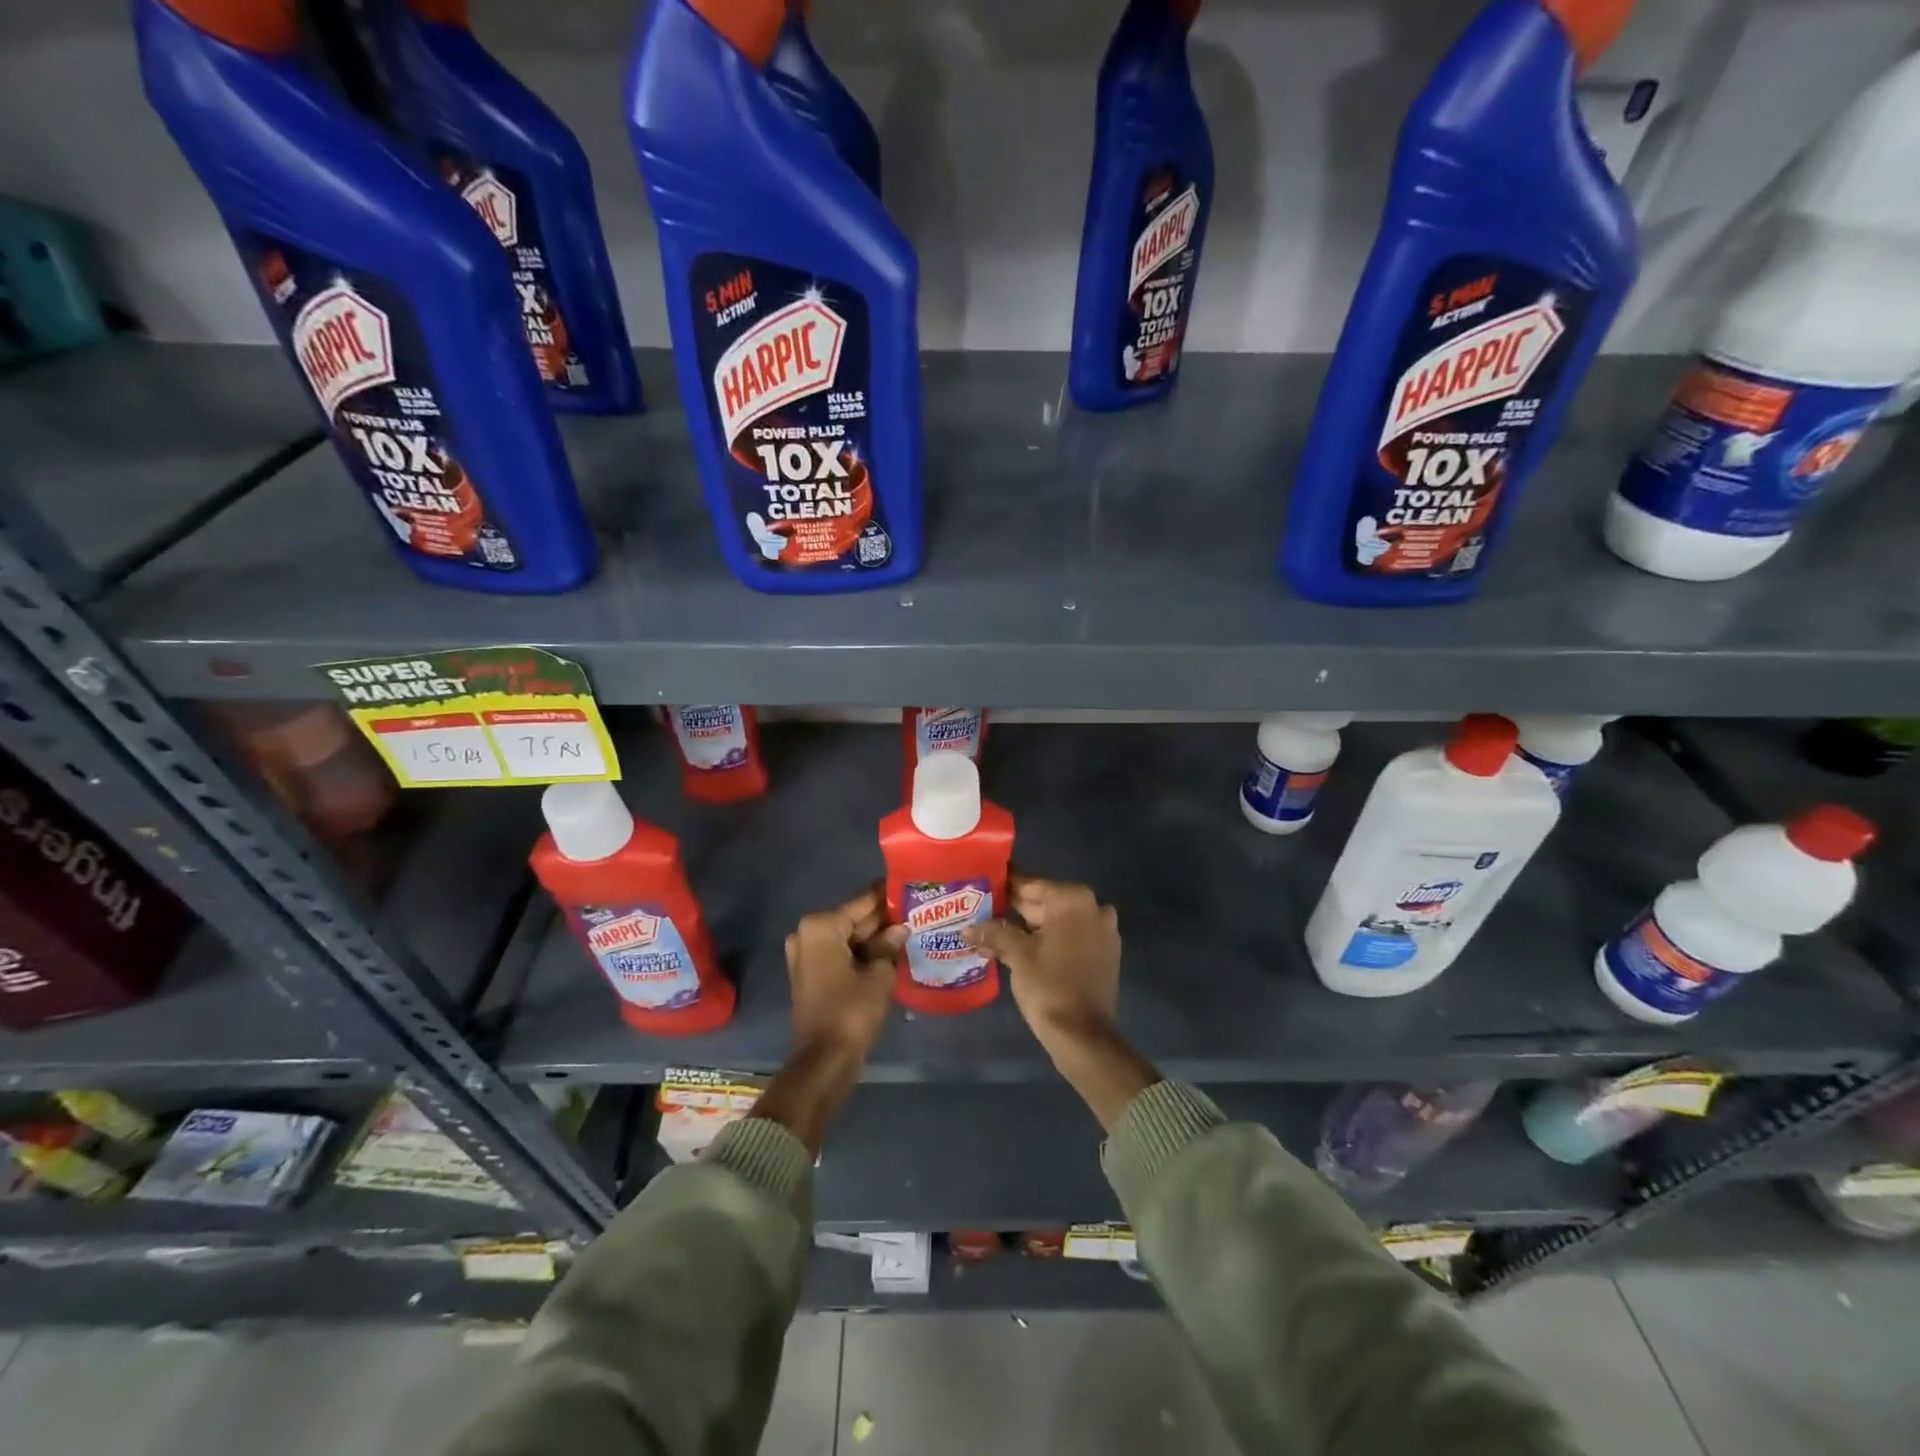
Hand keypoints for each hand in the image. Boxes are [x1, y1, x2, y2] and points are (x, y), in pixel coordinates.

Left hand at [784, 887, 906, 1061]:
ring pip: (847, 938)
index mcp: (820, 927)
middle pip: (853, 920)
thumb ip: (889, 945)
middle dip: (881, 920)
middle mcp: (807, 935)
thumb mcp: (879, 974)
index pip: (862, 903)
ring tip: (909, 931)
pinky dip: (861, 954)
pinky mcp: (810, 975)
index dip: (887, 898)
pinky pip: (840, 955)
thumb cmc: (852, 1010)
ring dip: (874, 938)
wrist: (826, 1059)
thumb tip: (901, 928)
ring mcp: (805, 956)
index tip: (910, 889)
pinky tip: (890, 953)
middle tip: (915, 913)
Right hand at [964, 876, 1152, 1130]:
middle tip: (982, 909)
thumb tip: (968, 928)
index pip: (1031, 884)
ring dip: (1029, 926)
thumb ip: (993, 932)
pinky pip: (1070, 936)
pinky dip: (1048, 939)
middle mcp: (1093, 907)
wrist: (1083, 1036)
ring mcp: (1103, 930)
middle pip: (1045, 902)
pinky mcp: (1104, 953)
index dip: (1004, 886)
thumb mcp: (1017, 955)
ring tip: (993, 929)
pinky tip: (1019, 947)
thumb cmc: (1049, 987)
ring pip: (1057, 921)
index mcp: (1073, 900)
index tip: (982, 884)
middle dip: (1014, 908)